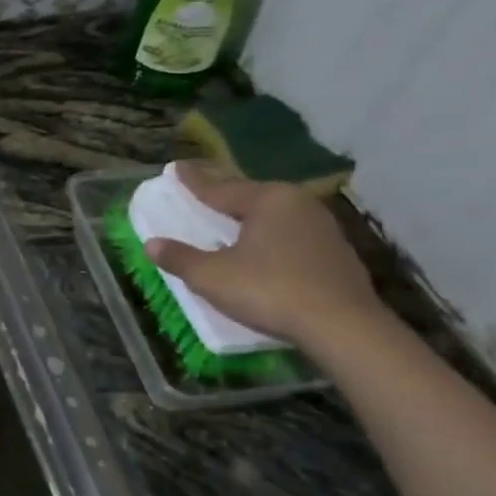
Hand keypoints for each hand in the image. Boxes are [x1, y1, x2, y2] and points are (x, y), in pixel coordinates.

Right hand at [144, 162, 383, 349]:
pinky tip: (262, 251)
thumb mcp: (211, 276)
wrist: (343, 327)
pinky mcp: (337, 255)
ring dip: (250, 220)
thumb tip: (152, 244)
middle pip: (251, 197)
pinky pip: (291, 237)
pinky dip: (270, 240)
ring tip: (230, 222)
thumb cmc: (269, 290)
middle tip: (202, 194)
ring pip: (274, 217)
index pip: (220, 187)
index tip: (176, 168)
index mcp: (268, 199)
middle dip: (225, 197)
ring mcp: (323, 229)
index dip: (193, 181)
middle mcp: (299, 204)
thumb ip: (180, 258)